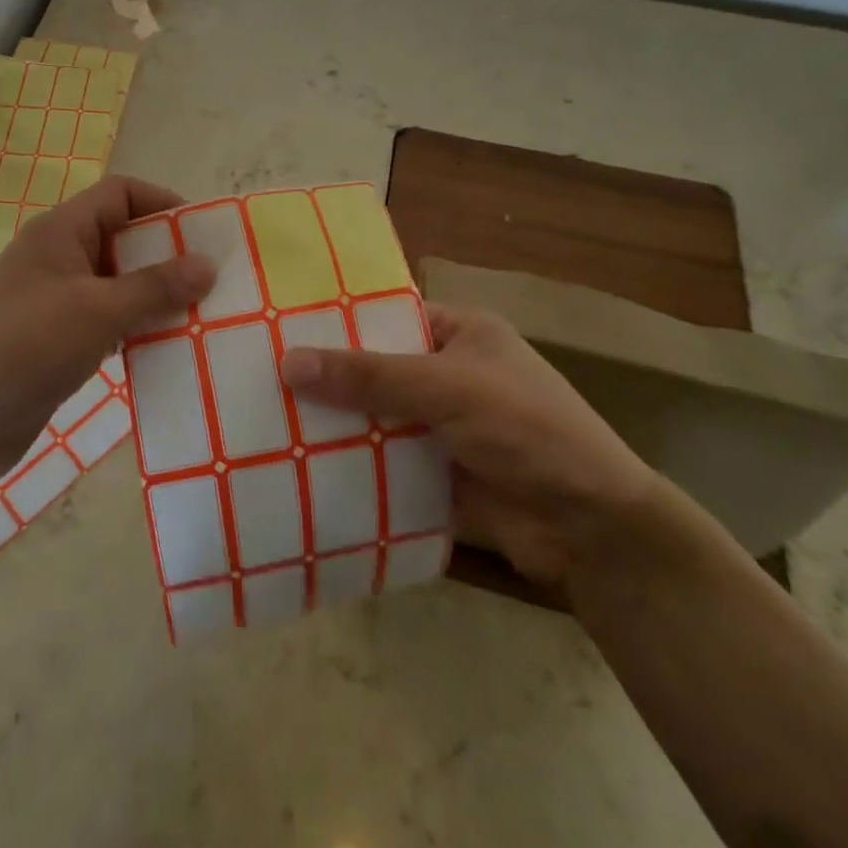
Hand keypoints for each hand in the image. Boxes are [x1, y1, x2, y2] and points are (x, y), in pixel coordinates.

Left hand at [0, 176, 213, 485]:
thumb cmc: (28, 347)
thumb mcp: (99, 310)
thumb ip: (156, 286)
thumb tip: (207, 264)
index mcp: (61, 231)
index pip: (120, 194)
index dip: (162, 203)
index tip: (203, 234)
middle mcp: (58, 257)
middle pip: (122, 237)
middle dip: (167, 254)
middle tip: (211, 280)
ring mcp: (55, 299)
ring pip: (117, 282)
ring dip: (155, 294)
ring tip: (199, 314)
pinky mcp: (56, 338)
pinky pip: (107, 319)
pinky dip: (135, 326)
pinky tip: (165, 346)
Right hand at [279, 303, 656, 587]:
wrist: (590, 530)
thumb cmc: (526, 429)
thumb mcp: (447, 387)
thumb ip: (368, 376)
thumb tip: (288, 362)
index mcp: (459, 333)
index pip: (386, 317)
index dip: (336, 323)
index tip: (277, 330)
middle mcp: (446, 374)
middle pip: (372, 370)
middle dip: (325, 379)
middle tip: (257, 379)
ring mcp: (439, 427)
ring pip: (372, 418)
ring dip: (332, 425)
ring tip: (263, 423)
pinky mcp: (432, 474)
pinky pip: (379, 463)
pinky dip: (348, 466)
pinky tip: (297, 469)